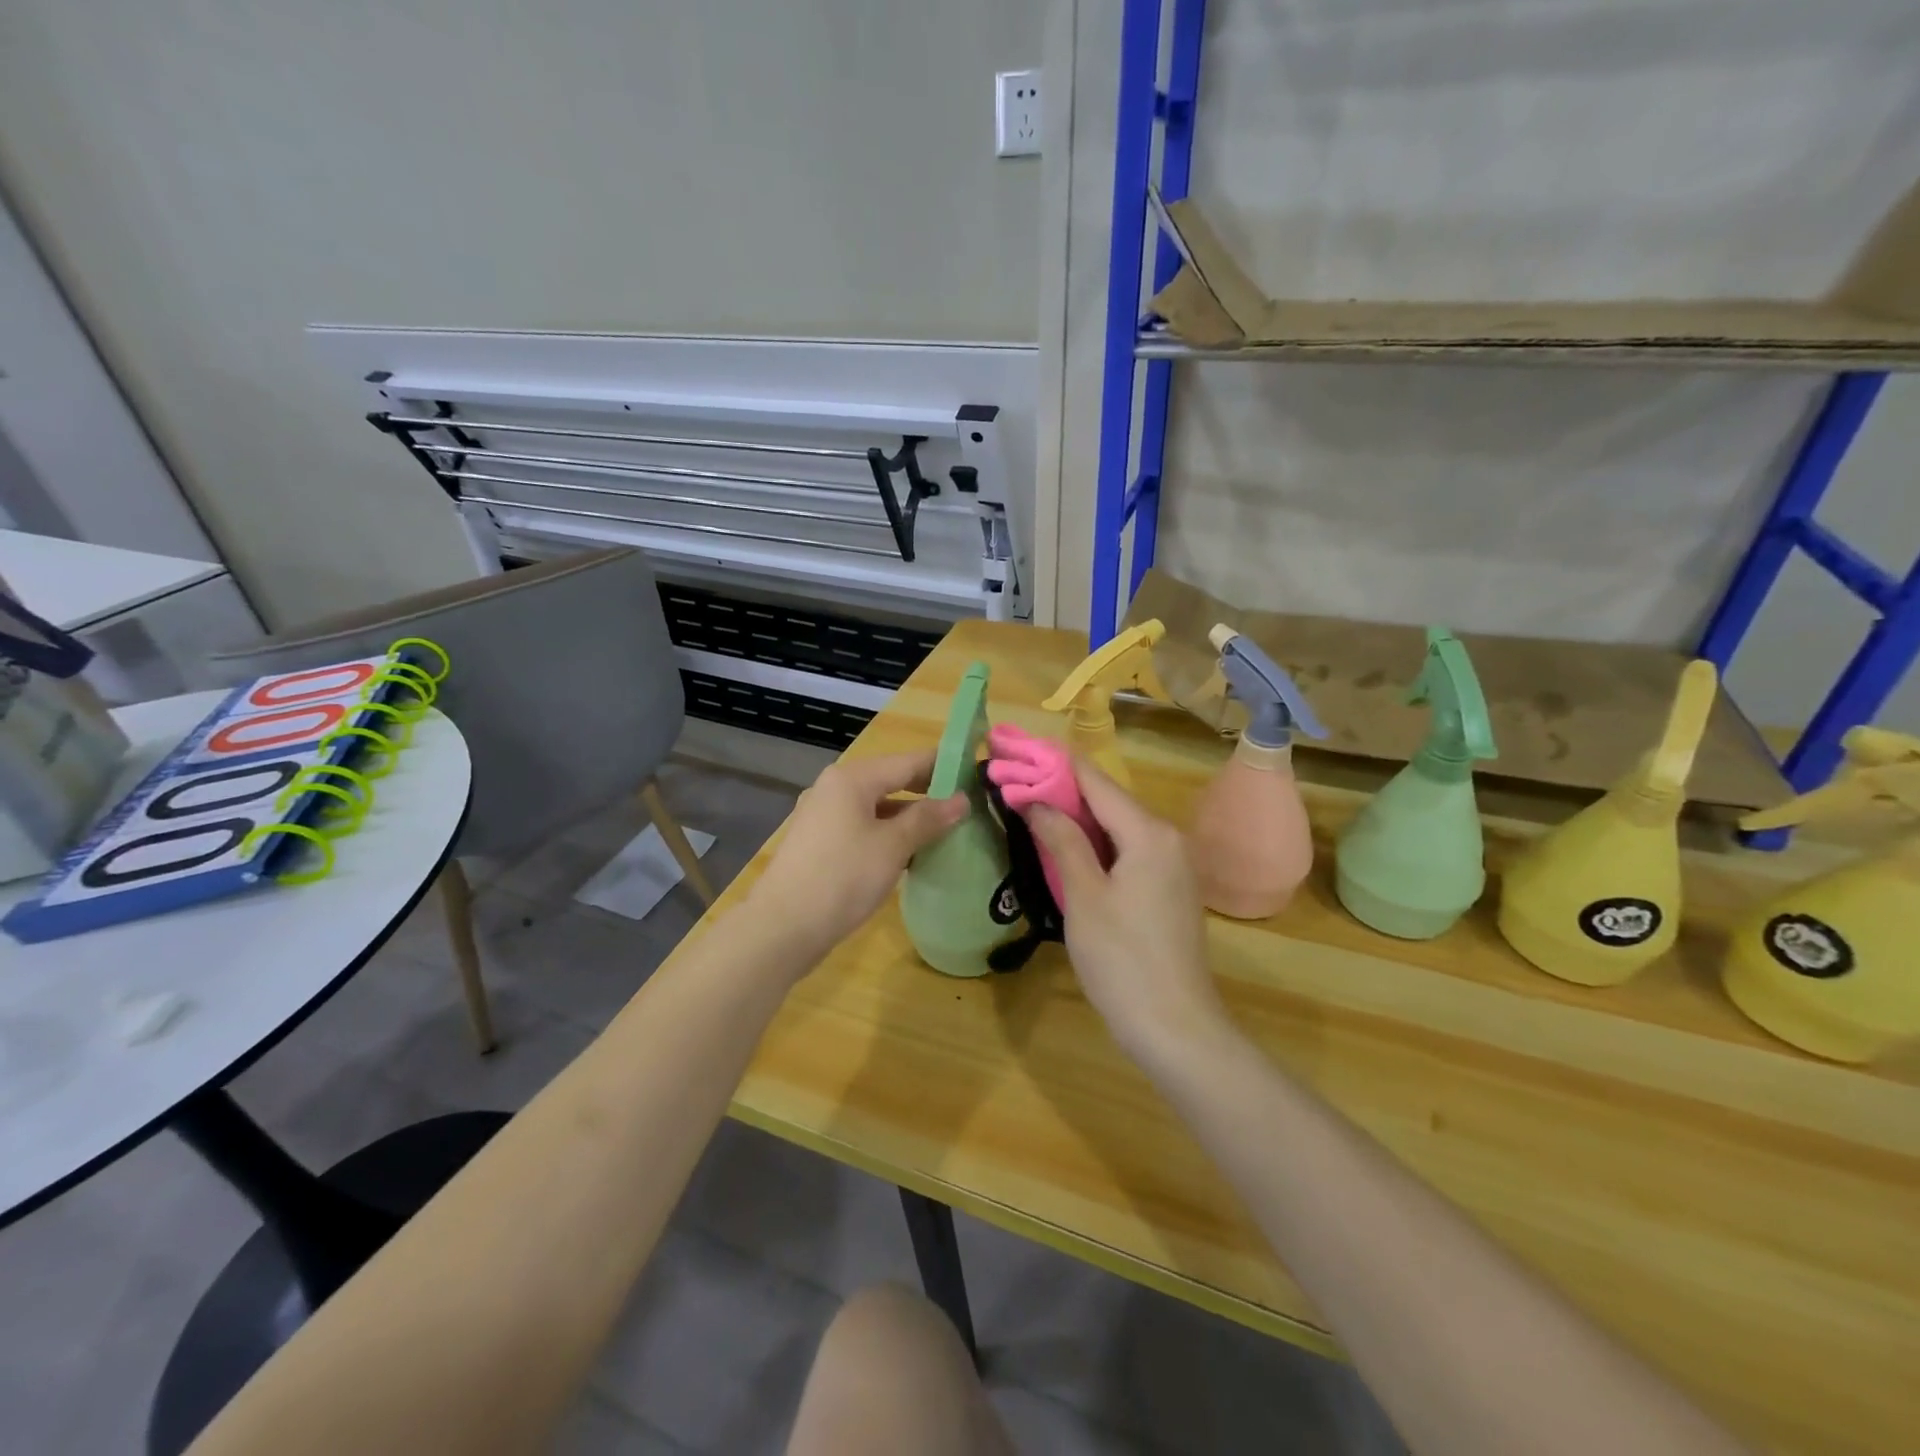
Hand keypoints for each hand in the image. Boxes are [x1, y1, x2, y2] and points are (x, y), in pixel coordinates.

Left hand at [749, 749, 966, 962]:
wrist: (782, 927)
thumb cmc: (843, 878)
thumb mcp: (893, 846)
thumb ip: (928, 818)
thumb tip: (961, 800)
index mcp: (852, 778)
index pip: (909, 761)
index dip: (944, 766)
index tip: (977, 776)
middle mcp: (834, 788)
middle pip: (891, 780)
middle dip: (928, 793)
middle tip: (967, 807)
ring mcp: (823, 816)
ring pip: (877, 806)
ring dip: (909, 817)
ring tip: (946, 832)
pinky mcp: (819, 843)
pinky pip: (862, 827)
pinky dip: (888, 834)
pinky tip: (910, 854)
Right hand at [1024, 759, 1231, 1065]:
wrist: (1175, 1028)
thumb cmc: (1123, 960)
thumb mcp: (1084, 897)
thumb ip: (1062, 840)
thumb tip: (1035, 799)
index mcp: (1148, 832)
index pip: (1095, 780)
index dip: (1055, 763)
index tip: (1017, 750)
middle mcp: (1166, 838)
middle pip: (1108, 800)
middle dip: (1061, 789)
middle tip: (1015, 781)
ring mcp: (1171, 864)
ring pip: (1116, 825)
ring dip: (1075, 817)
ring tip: (1029, 807)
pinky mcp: (1167, 888)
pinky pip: (1126, 850)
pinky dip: (1094, 843)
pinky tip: (1064, 848)